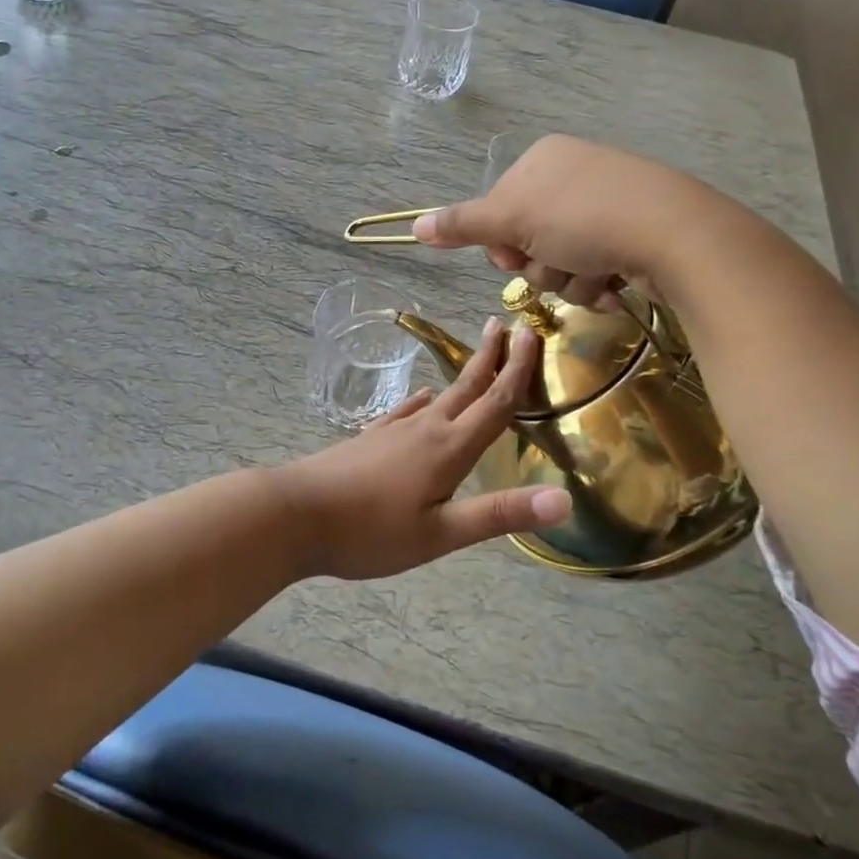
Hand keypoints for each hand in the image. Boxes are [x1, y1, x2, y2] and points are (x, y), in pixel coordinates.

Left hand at [275, 320, 569, 579]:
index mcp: (449, 449)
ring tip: (476, 361)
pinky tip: (422, 400)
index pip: (495, 402)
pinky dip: (424, 401)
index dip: (517, 369)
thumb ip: (499, 514)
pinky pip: (407, 411)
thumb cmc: (370, 531)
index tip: (531, 332)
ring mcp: (394, 430)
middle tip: (505, 325)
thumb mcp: (440, 534)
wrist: (294, 514)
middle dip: (490, 357)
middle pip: (467, 387)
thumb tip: (564, 499)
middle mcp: (425, 429)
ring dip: (463, 376)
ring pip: (439, 396)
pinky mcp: (371, 439)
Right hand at [411, 135, 682, 304]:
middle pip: (529, 239)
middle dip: (540, 264)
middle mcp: (572, 176)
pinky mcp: (634, 233)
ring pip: (561, 261)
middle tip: (558, 263)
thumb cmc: (583, 219)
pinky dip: (598, 283)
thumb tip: (414, 227)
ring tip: (594, 274)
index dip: (501, 242)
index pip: (498, 211)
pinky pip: (595, 267)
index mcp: (541, 161)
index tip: (514, 254)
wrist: (674, 233)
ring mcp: (606, 204)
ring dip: (569, 280)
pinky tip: (615, 283)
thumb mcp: (512, 219)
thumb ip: (462, 224)